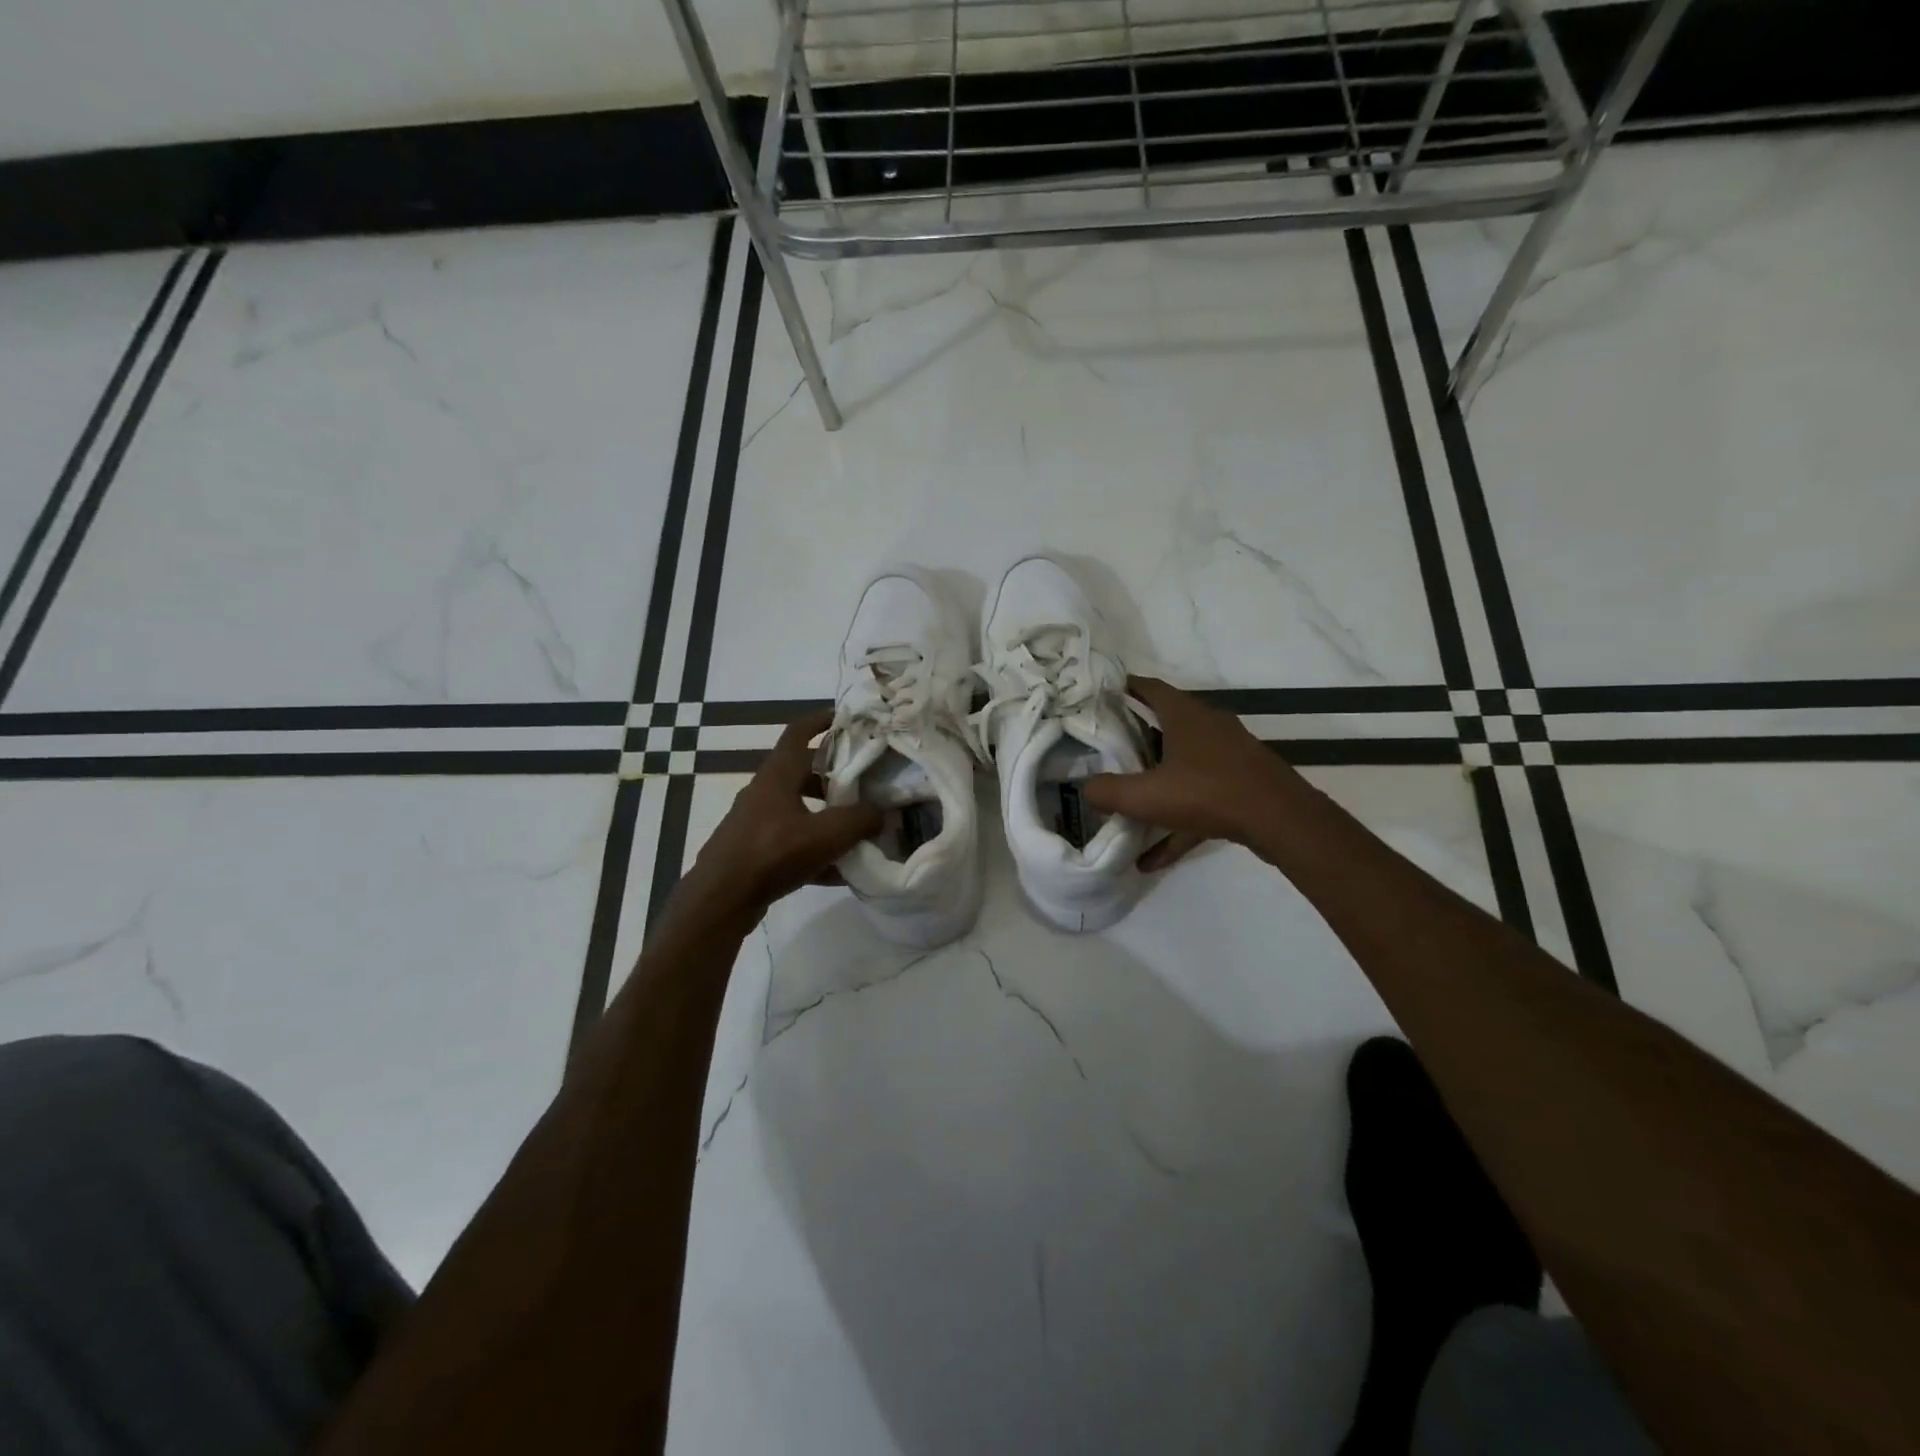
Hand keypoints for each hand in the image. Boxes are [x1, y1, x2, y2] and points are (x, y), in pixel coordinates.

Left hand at [682, 709, 882, 919]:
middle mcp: (764, 793)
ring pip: (798, 810)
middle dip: (833, 776)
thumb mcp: (827, 834)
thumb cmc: (773, 853)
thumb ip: (861, 820)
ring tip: (857, 828)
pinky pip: (792, 843)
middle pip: (801, 773)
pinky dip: (815, 851)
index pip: (798, 733)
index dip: (820, 720)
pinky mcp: (754, 852)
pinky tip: (840, 872)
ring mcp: (756, 823)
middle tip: (863, 782)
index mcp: (777, 776)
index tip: (844, 717)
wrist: (721, 899)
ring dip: (826, 816)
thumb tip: (883, 814)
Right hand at [1084, 677, 1303, 870]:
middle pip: (1165, 725)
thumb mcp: (1145, 795)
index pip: (1149, 688)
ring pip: (1182, 765)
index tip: (1101, 696)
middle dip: (1136, 737)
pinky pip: (1199, 800)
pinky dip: (1176, 823)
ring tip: (1127, 804)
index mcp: (1185, 715)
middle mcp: (1208, 727)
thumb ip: (1108, 791)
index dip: (1124, 689)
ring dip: (1156, 784)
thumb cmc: (1208, 793)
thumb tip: (1086, 788)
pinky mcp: (1241, 785)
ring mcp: (1228, 756)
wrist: (1280, 821)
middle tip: (1107, 750)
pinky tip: (1152, 858)